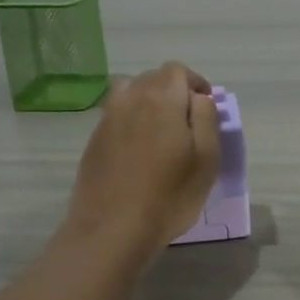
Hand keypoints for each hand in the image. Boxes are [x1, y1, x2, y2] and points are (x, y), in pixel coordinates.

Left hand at [63, 63, 220, 265]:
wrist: (112, 228)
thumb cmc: (169, 196)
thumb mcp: (206, 159)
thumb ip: (206, 118)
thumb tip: (200, 97)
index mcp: (161, 98)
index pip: (177, 70)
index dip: (195, 83)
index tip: (206, 107)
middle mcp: (130, 98)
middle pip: (153, 78)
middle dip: (173, 91)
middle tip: (187, 122)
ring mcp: (107, 118)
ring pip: (130, 93)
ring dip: (148, 102)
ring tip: (161, 130)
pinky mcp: (94, 139)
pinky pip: (116, 114)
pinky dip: (131, 120)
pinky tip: (138, 150)